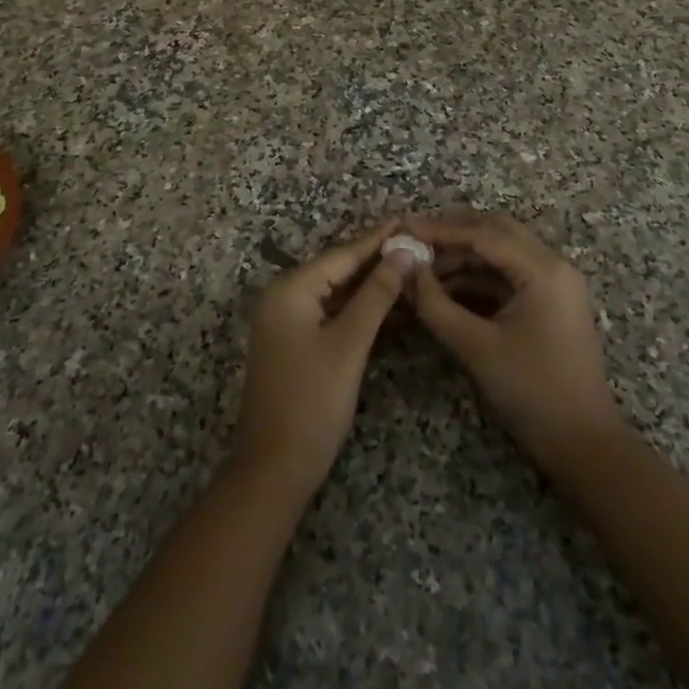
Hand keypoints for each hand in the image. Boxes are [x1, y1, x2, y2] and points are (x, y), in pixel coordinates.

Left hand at [233, 224, 419, 496]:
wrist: (274, 469)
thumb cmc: (312, 402)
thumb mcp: (349, 344)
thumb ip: (376, 295)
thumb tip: (403, 253)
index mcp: (290, 289)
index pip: (341, 255)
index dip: (376, 239)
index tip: (405, 219)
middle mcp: (283, 297)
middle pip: (337, 270)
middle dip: (375, 260)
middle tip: (414, 244)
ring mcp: (286, 322)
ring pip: (335, 293)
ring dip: (370, 286)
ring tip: (409, 269)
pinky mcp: (294, 344)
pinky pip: (330, 314)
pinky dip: (358, 310)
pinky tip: (389, 306)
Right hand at [406, 209, 624, 470]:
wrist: (584, 446)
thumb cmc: (532, 392)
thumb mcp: (476, 347)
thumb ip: (436, 305)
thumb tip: (406, 271)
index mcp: (543, 269)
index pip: (484, 233)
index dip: (441, 229)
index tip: (405, 228)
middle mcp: (552, 265)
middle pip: (496, 231)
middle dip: (453, 232)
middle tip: (414, 238)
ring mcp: (553, 284)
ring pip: (501, 252)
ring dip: (463, 256)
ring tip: (423, 268)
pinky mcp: (548, 303)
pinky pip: (507, 276)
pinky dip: (477, 277)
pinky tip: (445, 288)